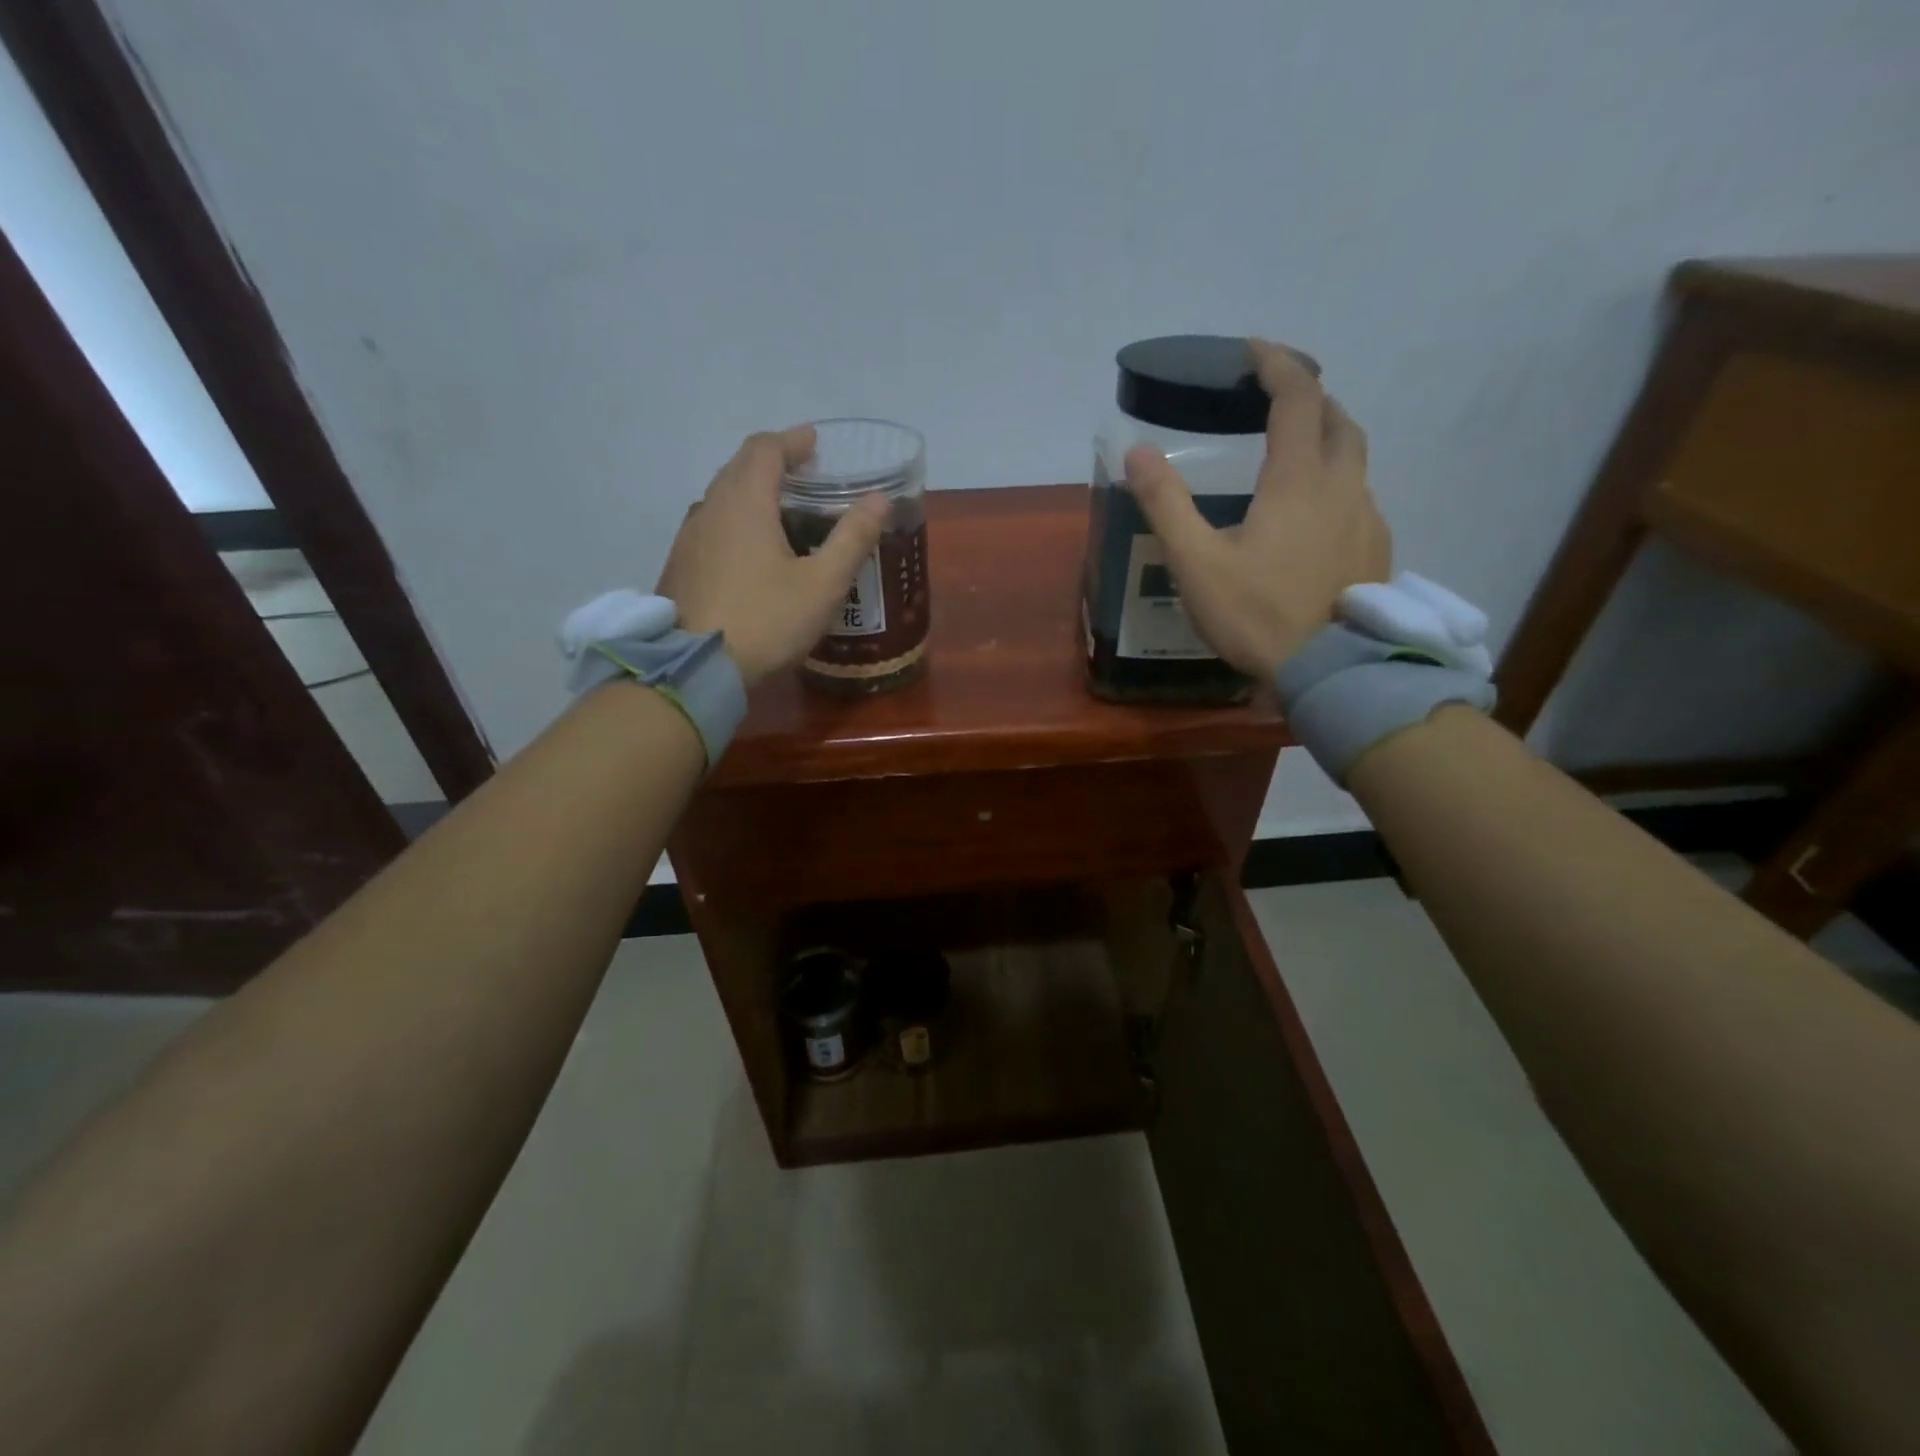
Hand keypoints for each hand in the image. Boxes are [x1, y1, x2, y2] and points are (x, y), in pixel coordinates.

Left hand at [658, 426, 888, 685]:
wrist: (695, 667)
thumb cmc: (766, 621)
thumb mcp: (822, 584)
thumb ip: (853, 538)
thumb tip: (880, 499)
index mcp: (745, 503)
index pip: (765, 449)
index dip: (792, 440)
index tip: (815, 442)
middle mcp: (710, 508)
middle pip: (740, 468)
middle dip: (773, 462)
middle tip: (805, 474)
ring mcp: (690, 538)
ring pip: (723, 497)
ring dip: (753, 492)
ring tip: (784, 510)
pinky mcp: (681, 565)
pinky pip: (713, 525)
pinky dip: (738, 520)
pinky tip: (754, 550)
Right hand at [1123, 339, 1390, 678]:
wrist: (1328, 670)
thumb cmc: (1256, 613)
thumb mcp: (1195, 562)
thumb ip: (1166, 504)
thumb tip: (1136, 451)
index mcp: (1298, 479)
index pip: (1298, 396)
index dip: (1277, 364)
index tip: (1253, 350)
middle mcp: (1343, 485)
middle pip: (1338, 419)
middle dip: (1310, 398)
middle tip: (1278, 401)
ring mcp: (1367, 518)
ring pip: (1354, 459)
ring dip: (1327, 440)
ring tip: (1295, 455)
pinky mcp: (1377, 550)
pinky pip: (1359, 498)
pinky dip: (1337, 485)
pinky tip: (1314, 517)